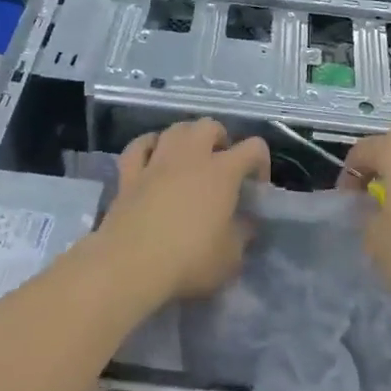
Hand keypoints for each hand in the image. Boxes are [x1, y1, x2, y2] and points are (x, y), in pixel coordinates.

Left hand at [97, 120, 270, 302]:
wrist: (131, 264)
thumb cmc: (189, 260)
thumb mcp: (231, 257)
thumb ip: (242, 234)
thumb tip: (245, 223)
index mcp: (222, 172)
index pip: (253, 148)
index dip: (261, 162)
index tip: (256, 188)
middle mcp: (190, 157)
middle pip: (209, 126)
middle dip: (220, 139)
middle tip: (221, 164)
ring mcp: (157, 162)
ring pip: (175, 129)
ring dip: (186, 137)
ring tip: (189, 158)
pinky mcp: (129, 174)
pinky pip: (139, 146)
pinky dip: (148, 146)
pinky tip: (152, 156)